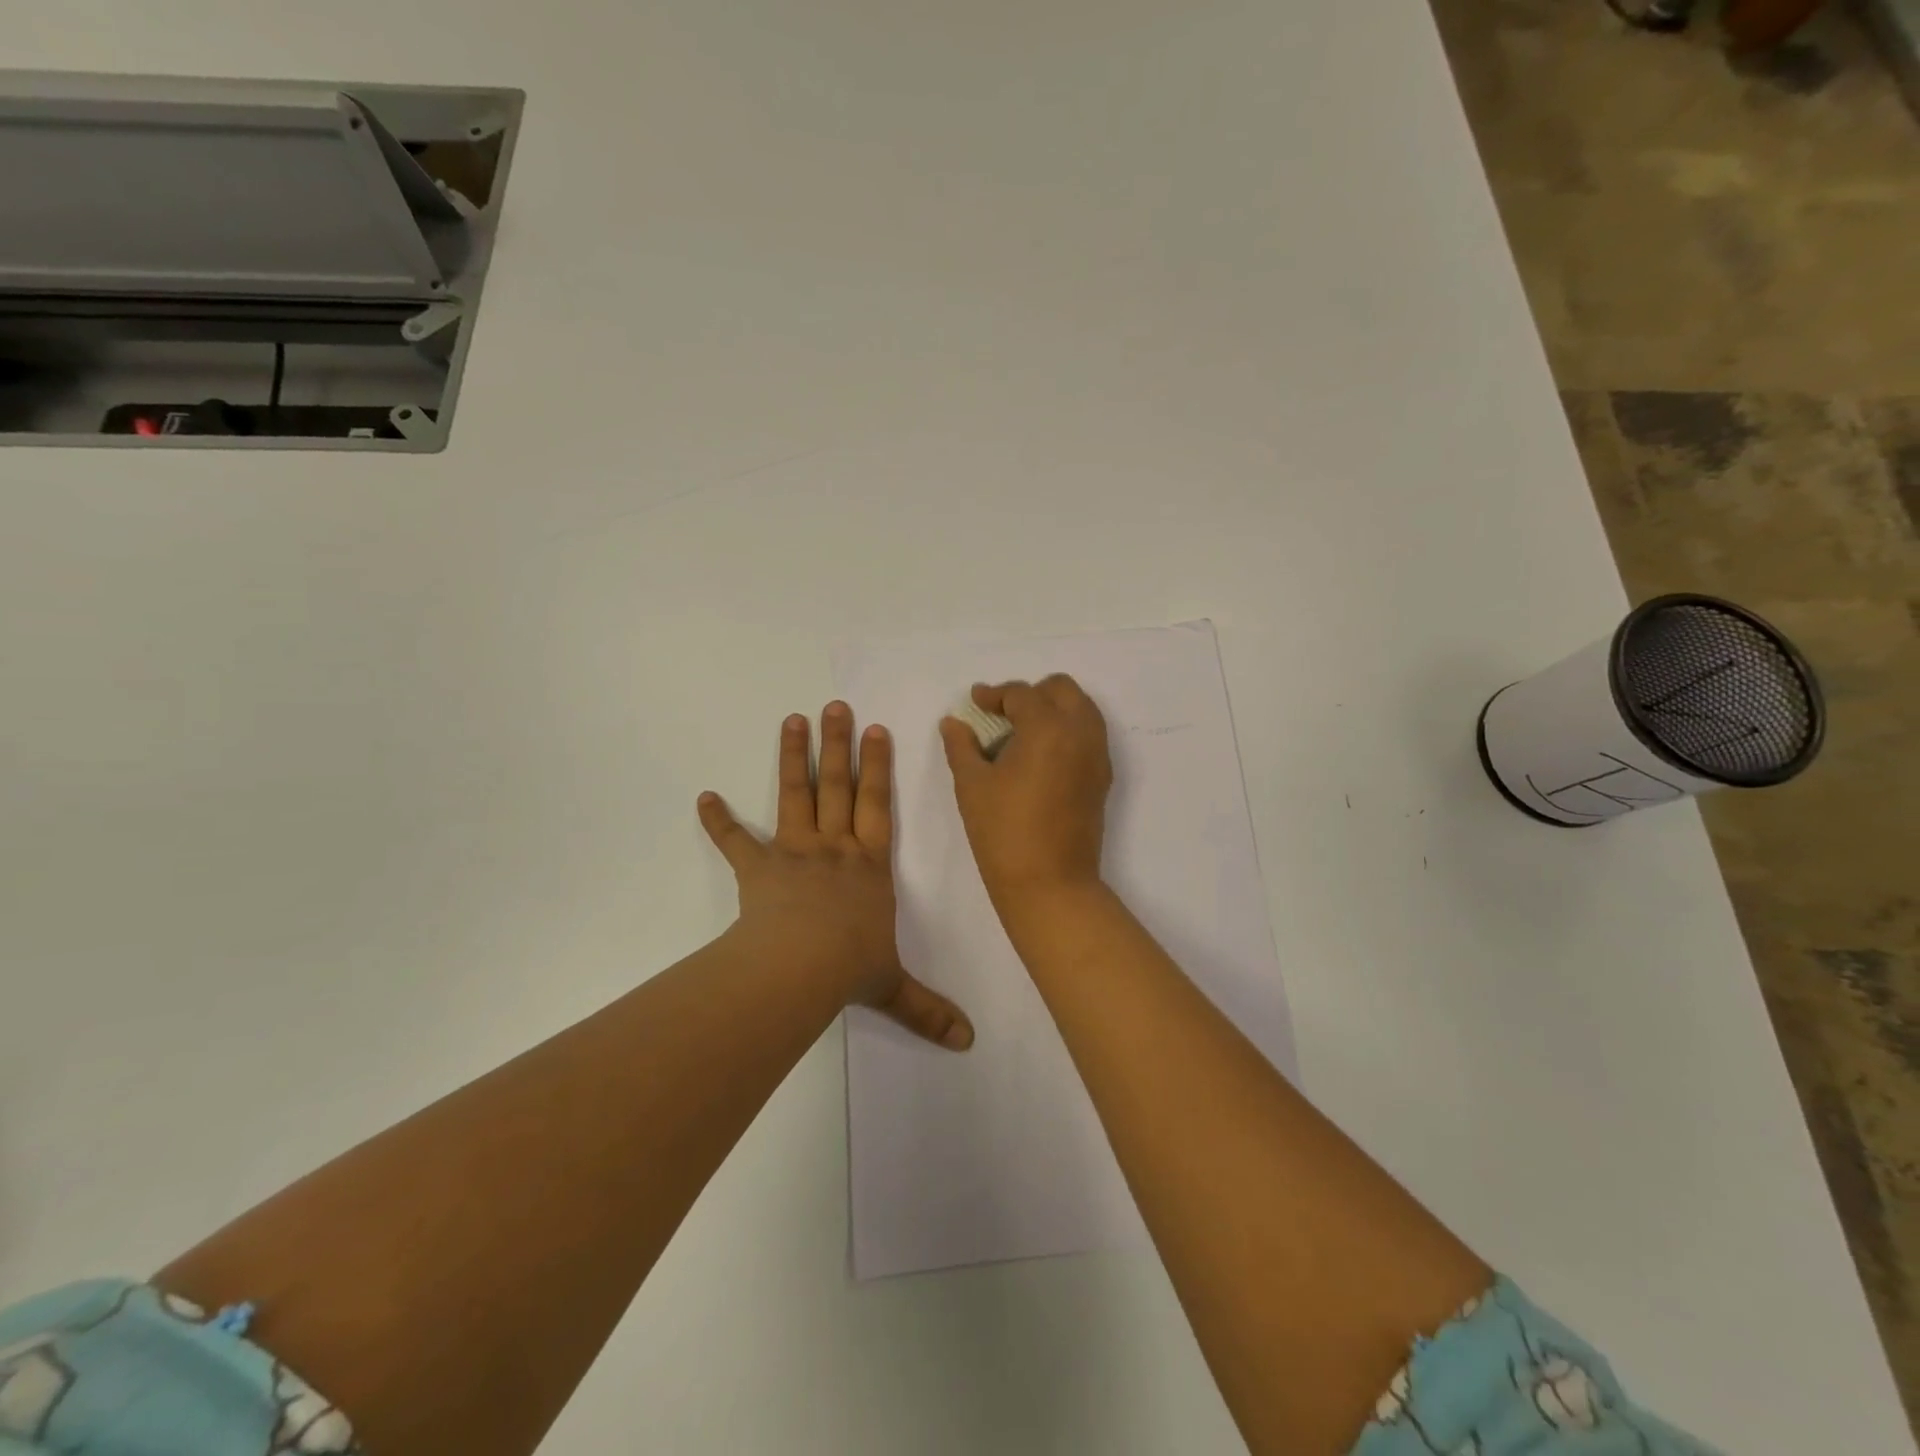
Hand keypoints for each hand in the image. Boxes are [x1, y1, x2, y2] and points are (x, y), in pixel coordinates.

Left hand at [699, 702, 974, 1050]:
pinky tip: (703, 797)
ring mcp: (794, 853)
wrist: (800, 968)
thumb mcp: (894, 988)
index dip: (879, 768)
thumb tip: (969, 1043)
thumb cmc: (850, 967)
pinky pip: (736, 842)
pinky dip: (719, 821)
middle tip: (835, 706)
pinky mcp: (758, 869)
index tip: (876, 730)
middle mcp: (835, 848)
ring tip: (792, 720)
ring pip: (796, 796)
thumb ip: (928, 1010)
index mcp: (869, 866)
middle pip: (839, 787)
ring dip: (793, 758)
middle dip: (839, 746)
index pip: (879, 806)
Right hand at [939, 675, 1112, 911]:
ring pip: (1081, 709)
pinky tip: (1040, 757)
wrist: (1049, 883)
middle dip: (1031, 694)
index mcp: (1048, 727)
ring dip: (1053, 709)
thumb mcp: (972, 785)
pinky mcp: (1102, 777)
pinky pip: (1089, 735)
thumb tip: (953, 722)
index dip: (994, 695)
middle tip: (1002, 715)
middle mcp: (1080, 732)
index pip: (1022, 694)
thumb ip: (962, 746)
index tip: (975, 702)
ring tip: (1021, 734)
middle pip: (1061, 689)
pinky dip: (1067, 731)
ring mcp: (1097, 755)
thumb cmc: (1003, 831)